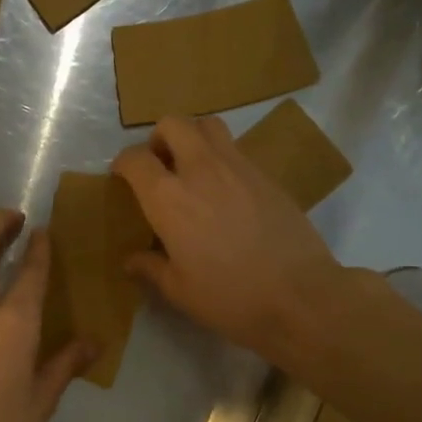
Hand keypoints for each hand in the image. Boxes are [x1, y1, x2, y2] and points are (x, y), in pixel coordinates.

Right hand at [112, 115, 344, 358]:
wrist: (299, 296)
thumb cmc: (229, 297)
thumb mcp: (179, 291)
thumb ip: (151, 268)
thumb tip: (131, 260)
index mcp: (168, 198)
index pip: (135, 159)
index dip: (123, 163)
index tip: (122, 176)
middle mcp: (200, 170)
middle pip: (173, 124)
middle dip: (158, 138)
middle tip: (160, 165)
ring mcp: (237, 167)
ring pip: (208, 125)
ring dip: (192, 137)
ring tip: (192, 168)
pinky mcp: (266, 174)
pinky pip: (236, 149)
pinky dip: (221, 157)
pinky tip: (225, 190)